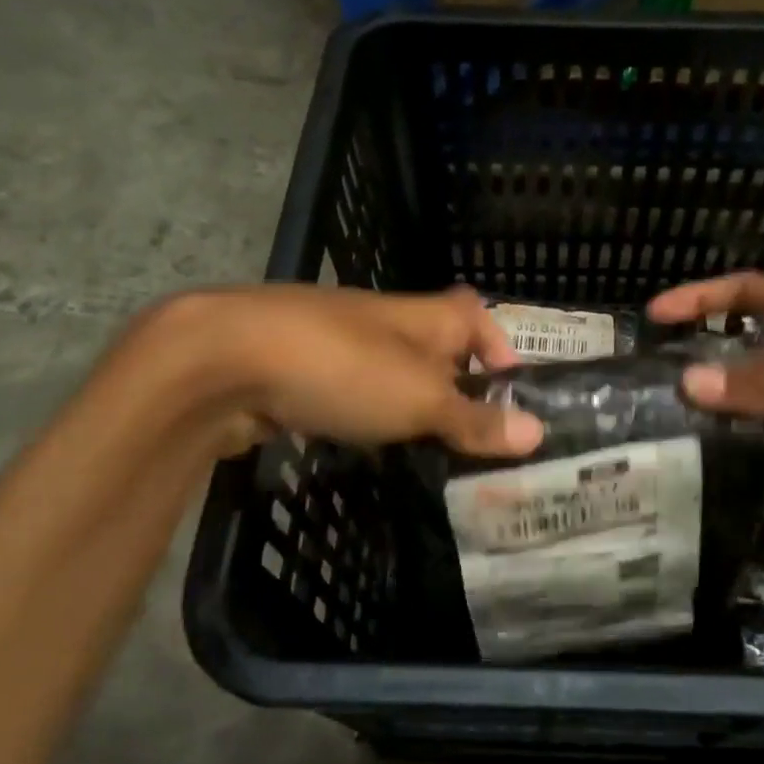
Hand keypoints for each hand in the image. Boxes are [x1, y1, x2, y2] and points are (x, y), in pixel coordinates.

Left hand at [149, 285, 544, 460]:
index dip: (498, 346)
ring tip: (429, 449)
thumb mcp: (421, 400)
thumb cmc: (344, 369)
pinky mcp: (300, 369)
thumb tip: (538, 432)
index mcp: (424, 316)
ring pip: (390, 370)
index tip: (509, 394)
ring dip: (410, 402)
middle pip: (434, 345)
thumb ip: (474, 419)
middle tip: (475, 438)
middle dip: (455, 385)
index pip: (475, 314)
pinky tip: (365, 444)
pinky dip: (365, 413)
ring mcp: (338, 342)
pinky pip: (349, 390)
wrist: (226, 360)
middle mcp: (385, 321)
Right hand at [646, 273, 763, 524]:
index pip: (750, 291)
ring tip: (684, 413)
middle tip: (658, 375)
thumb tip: (688, 383)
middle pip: (755, 335)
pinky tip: (737, 441)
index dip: (700, 297)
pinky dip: (762, 420)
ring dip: (733, 389)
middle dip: (708, 347)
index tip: (652, 316)